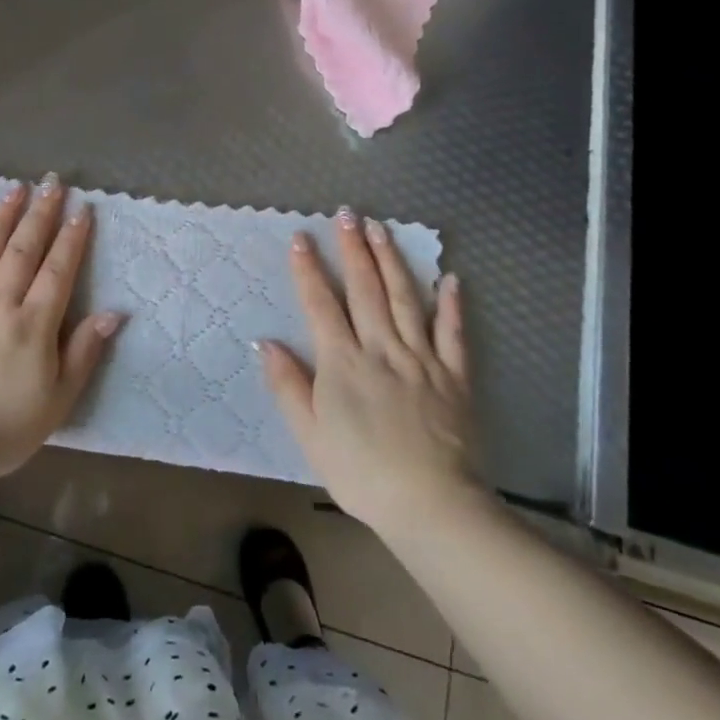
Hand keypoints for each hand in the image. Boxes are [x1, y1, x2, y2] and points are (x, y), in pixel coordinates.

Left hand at [0, 175, 120, 482]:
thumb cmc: (2, 429)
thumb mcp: (57, 401)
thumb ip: (83, 353)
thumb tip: (113, 312)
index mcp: (34, 325)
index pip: (58, 271)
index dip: (72, 238)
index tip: (82, 209)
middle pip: (24, 250)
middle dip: (41, 214)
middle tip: (53, 183)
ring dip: (3, 217)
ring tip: (17, 189)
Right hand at [260, 210, 484, 538]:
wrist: (430, 505)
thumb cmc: (361, 473)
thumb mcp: (310, 435)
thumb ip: (288, 386)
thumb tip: (264, 343)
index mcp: (343, 363)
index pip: (321, 305)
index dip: (308, 269)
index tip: (300, 237)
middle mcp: (381, 348)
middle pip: (365, 289)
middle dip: (353, 249)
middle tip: (347, 214)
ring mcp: (421, 359)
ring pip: (405, 299)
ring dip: (392, 261)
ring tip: (382, 228)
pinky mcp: (454, 376)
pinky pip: (453, 334)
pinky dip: (452, 305)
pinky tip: (451, 279)